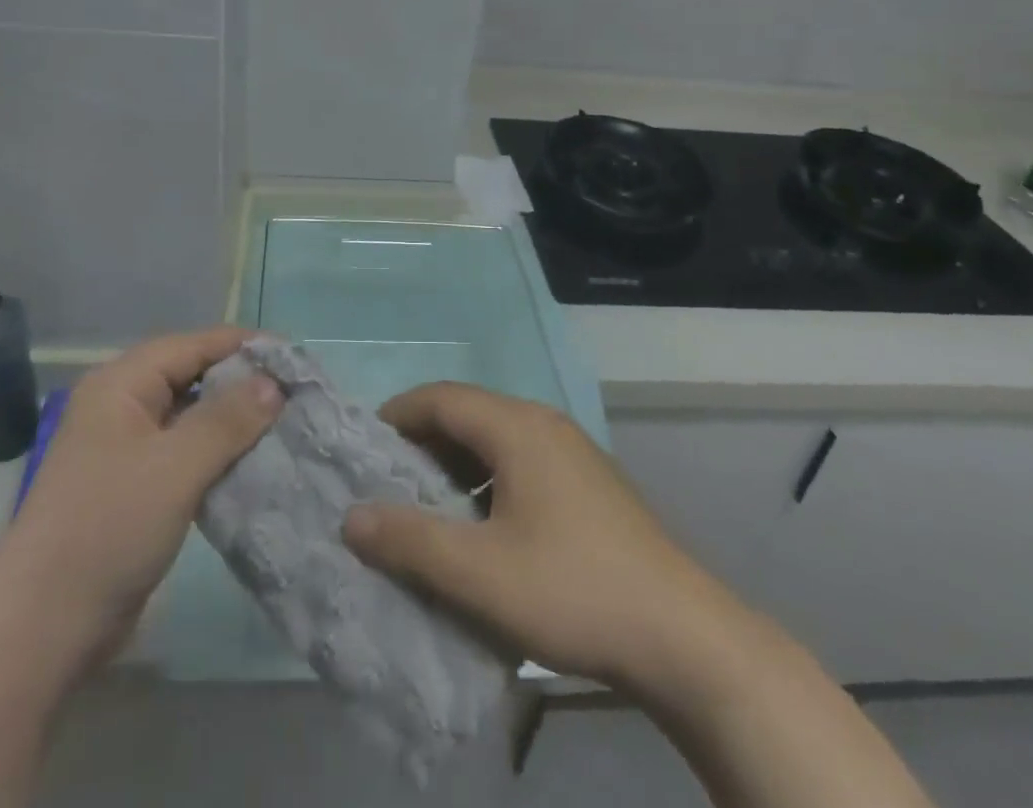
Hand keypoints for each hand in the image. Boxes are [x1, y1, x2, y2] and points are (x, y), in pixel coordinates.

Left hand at [23, 328, 281, 657]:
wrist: (39, 632)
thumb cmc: (107, 530)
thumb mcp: (175, 467)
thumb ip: (228, 419)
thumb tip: (274, 383)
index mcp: (122, 385)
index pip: (194, 345)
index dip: (244, 346)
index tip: (295, 359)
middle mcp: (122, 406)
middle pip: (193, 376)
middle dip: (243, 383)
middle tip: (296, 395)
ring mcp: (125, 450)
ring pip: (191, 417)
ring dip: (234, 421)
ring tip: (286, 426)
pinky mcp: (133, 489)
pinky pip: (185, 454)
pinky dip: (218, 454)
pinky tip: (254, 465)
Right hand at [343, 383, 718, 690]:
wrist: (681, 634)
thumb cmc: (572, 591)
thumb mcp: (480, 574)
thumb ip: (411, 541)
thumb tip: (352, 517)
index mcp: (517, 427)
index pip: (441, 398)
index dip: (397, 415)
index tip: (364, 448)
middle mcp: (544, 423)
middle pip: (468, 412)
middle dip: (423, 440)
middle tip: (388, 481)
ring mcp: (571, 450)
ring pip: (496, 437)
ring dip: (456, 461)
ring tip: (428, 504)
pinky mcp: (588, 480)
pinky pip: (521, 458)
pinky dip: (487, 477)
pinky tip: (484, 524)